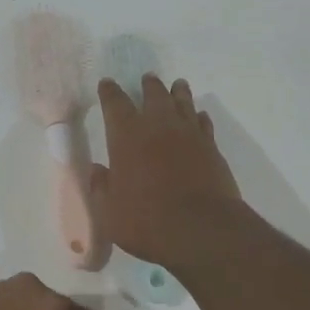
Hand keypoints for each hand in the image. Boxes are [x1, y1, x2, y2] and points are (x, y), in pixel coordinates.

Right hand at [92, 74, 243, 265]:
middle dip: (148, 85)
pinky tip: (199, 117)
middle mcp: (158, 126)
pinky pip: (204, 123)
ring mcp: (189, 134)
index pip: (115, 103)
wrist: (202, 229)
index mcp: (127, 136)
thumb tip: (98, 171)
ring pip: (183, 102)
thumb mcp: (110, 212)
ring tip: (177, 85)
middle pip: (153, 94)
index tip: (107, 84)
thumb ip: (102, 188)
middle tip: (147, 79)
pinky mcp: (211, 147)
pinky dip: (199, 117)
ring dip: (178, 92)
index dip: (110, 92)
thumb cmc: (147, 221)